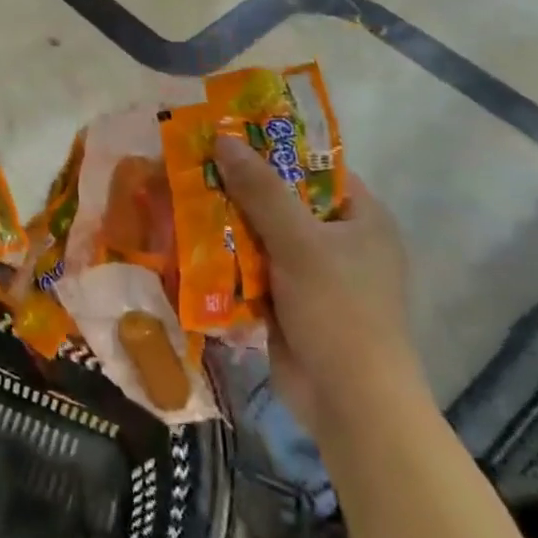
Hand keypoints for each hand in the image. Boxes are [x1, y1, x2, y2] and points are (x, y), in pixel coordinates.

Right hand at [214, 139, 419, 434]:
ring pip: (260, 234)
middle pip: (281, 200)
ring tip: (177, 198)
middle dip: (237, 188)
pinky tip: (185, 243)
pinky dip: (224, 258)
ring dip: (224, 223)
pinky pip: (251, 267)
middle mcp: (339, 240)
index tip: (225, 135)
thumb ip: (261, 189)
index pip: (314, 167)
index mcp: (360, 217)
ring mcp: (312, 273)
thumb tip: (222, 139)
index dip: (271, 149)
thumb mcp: (299, 241)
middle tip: (190, 166)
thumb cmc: (339, 310)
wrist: (349, 401)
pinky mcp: (288, 301)